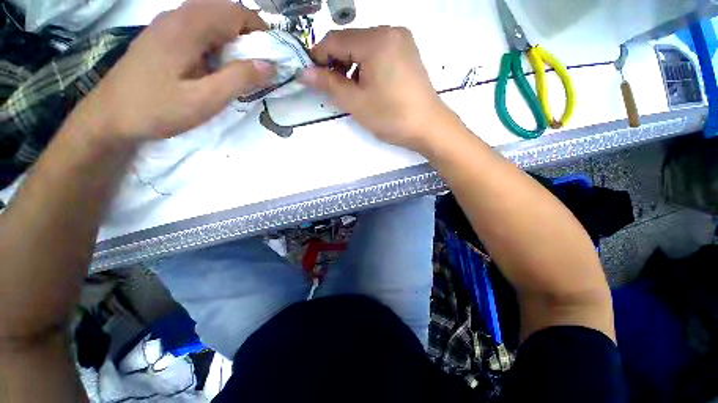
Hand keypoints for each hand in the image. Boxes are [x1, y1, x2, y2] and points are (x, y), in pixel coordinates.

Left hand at [73, 0, 275, 141]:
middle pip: (223, 12)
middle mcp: (177, 17)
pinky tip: (213, 67)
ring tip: (237, 69)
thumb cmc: (157, 108)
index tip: (272, 56)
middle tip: (256, 65)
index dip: (259, 30)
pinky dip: (215, 44)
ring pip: (210, 20)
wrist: (109, 117)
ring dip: (231, 40)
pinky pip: (197, 31)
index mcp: (188, 27)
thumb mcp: (205, 99)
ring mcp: (166, 26)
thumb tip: (270, 65)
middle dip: (247, 35)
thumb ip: (239, 79)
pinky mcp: (162, 38)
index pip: (235, 12)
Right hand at [299, 27, 457, 153]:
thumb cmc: (392, 117)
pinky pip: (378, 52)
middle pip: (350, 41)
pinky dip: (366, 66)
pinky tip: (367, 84)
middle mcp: (390, 31)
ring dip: (350, 65)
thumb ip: (328, 84)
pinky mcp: (407, 52)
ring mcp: (402, 40)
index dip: (318, 57)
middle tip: (332, 88)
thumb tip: (303, 72)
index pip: (335, 40)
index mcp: (376, 39)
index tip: (310, 77)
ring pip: (363, 47)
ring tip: (351, 90)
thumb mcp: (356, 103)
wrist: (429, 127)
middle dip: (335, 63)